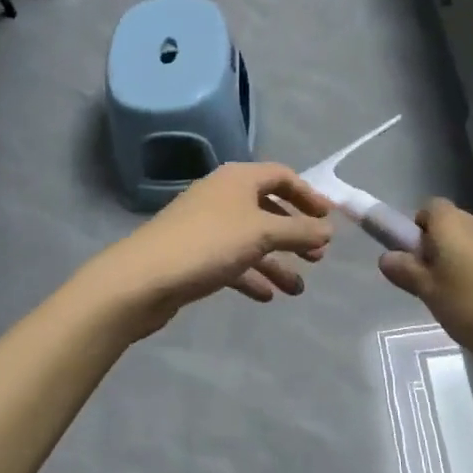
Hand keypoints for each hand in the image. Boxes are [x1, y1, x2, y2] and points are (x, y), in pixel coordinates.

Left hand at [85, 163, 334, 339]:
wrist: (143, 279)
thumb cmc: (209, 244)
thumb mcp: (262, 233)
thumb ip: (300, 230)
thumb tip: (328, 229)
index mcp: (238, 179)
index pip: (282, 176)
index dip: (308, 195)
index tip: (329, 220)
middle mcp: (223, 196)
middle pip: (268, 208)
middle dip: (295, 233)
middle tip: (317, 257)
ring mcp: (207, 225)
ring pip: (251, 239)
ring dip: (277, 261)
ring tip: (297, 289)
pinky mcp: (194, 254)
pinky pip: (232, 261)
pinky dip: (251, 275)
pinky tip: (267, 296)